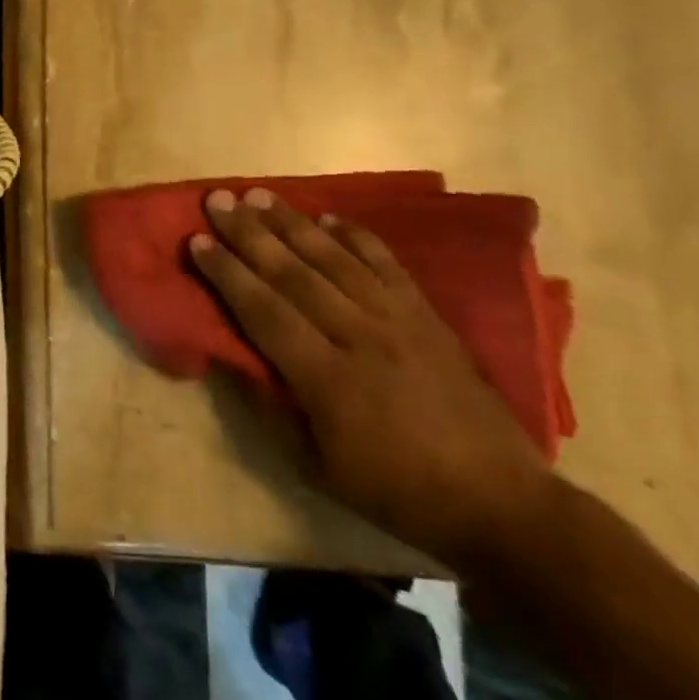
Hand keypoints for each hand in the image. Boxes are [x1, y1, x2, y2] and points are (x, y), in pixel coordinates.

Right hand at [188, 188, 562, 572]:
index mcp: (328, 380)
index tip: (197, 241)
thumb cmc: (396, 490)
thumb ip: (271, 409)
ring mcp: (400, 323)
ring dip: (293, 225)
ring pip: (336, 261)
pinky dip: (358, 238)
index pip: (264, 312)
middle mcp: (361, 338)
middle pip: (294, 275)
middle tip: (217, 200)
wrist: (501, 504)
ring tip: (259, 195)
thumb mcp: (317, 468)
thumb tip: (232, 359)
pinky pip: (388, 267)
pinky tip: (330, 217)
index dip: (227, 274)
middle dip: (250, 234)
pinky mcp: (429, 319)